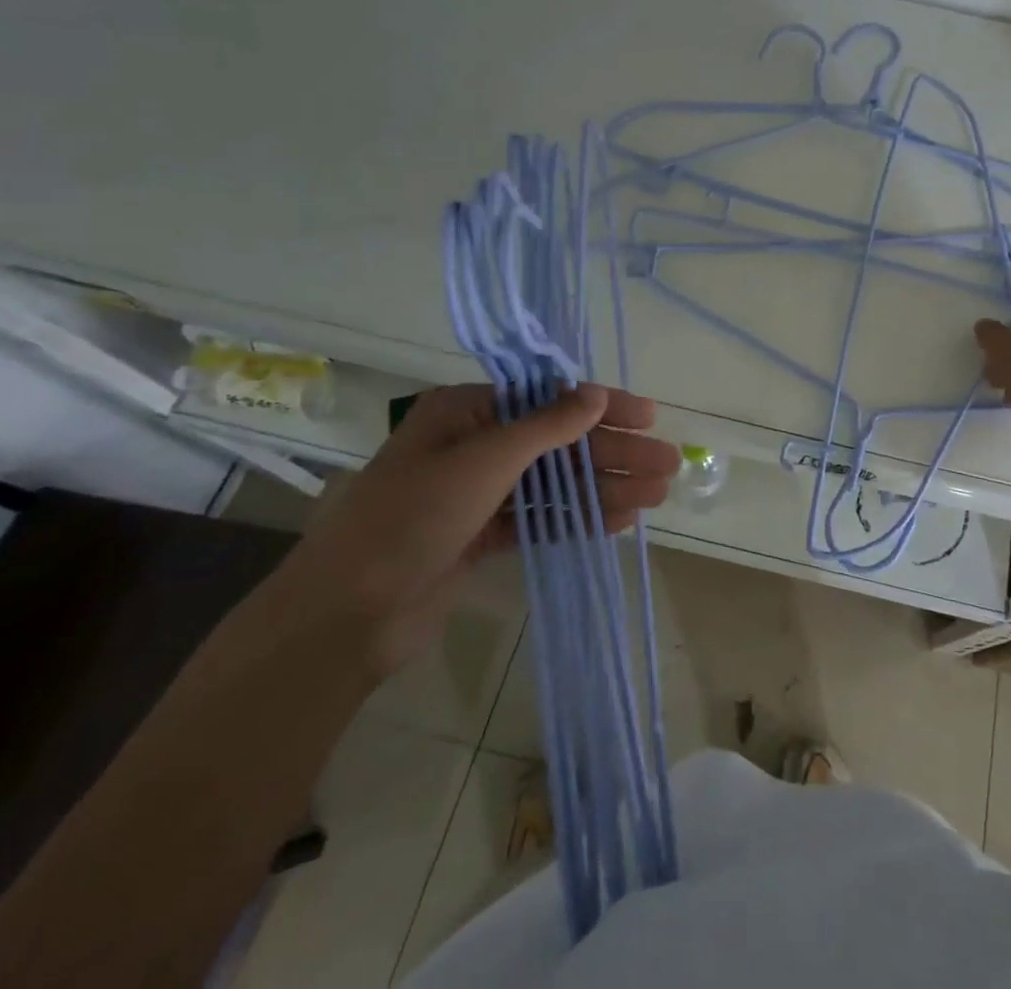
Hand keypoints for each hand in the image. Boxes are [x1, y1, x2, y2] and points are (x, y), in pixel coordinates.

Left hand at [244, 383, 679, 680]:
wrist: (344, 617)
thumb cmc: (412, 517)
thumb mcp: (483, 460)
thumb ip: (546, 427)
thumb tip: (595, 393)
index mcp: (466, 411)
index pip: (548, 399)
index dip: (602, 406)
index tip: (648, 417)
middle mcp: (474, 445)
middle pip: (558, 443)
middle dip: (614, 453)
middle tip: (666, 465)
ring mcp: (477, 493)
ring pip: (555, 482)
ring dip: (605, 487)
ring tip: (656, 496)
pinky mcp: (480, 535)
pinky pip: (540, 517)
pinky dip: (577, 517)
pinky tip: (618, 521)